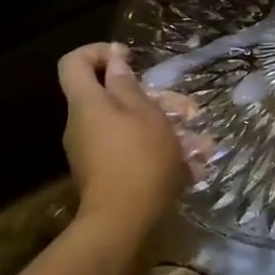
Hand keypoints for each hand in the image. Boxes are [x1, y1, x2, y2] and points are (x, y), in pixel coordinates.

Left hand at [57, 43, 191, 233]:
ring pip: (126, 125)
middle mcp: (82, 124)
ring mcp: (91, 152)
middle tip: (186, 108)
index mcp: (86, 103)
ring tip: (200, 142)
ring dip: (162, 126)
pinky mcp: (104, 174)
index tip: (129, 57)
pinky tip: (190, 165)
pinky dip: (156, 150)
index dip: (98, 51)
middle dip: (151, 97)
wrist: (123, 223)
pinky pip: (129, 149)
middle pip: (109, 96)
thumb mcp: (144, 114)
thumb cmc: (139, 158)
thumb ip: (128, 84)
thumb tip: (114, 61)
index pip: (73, 62)